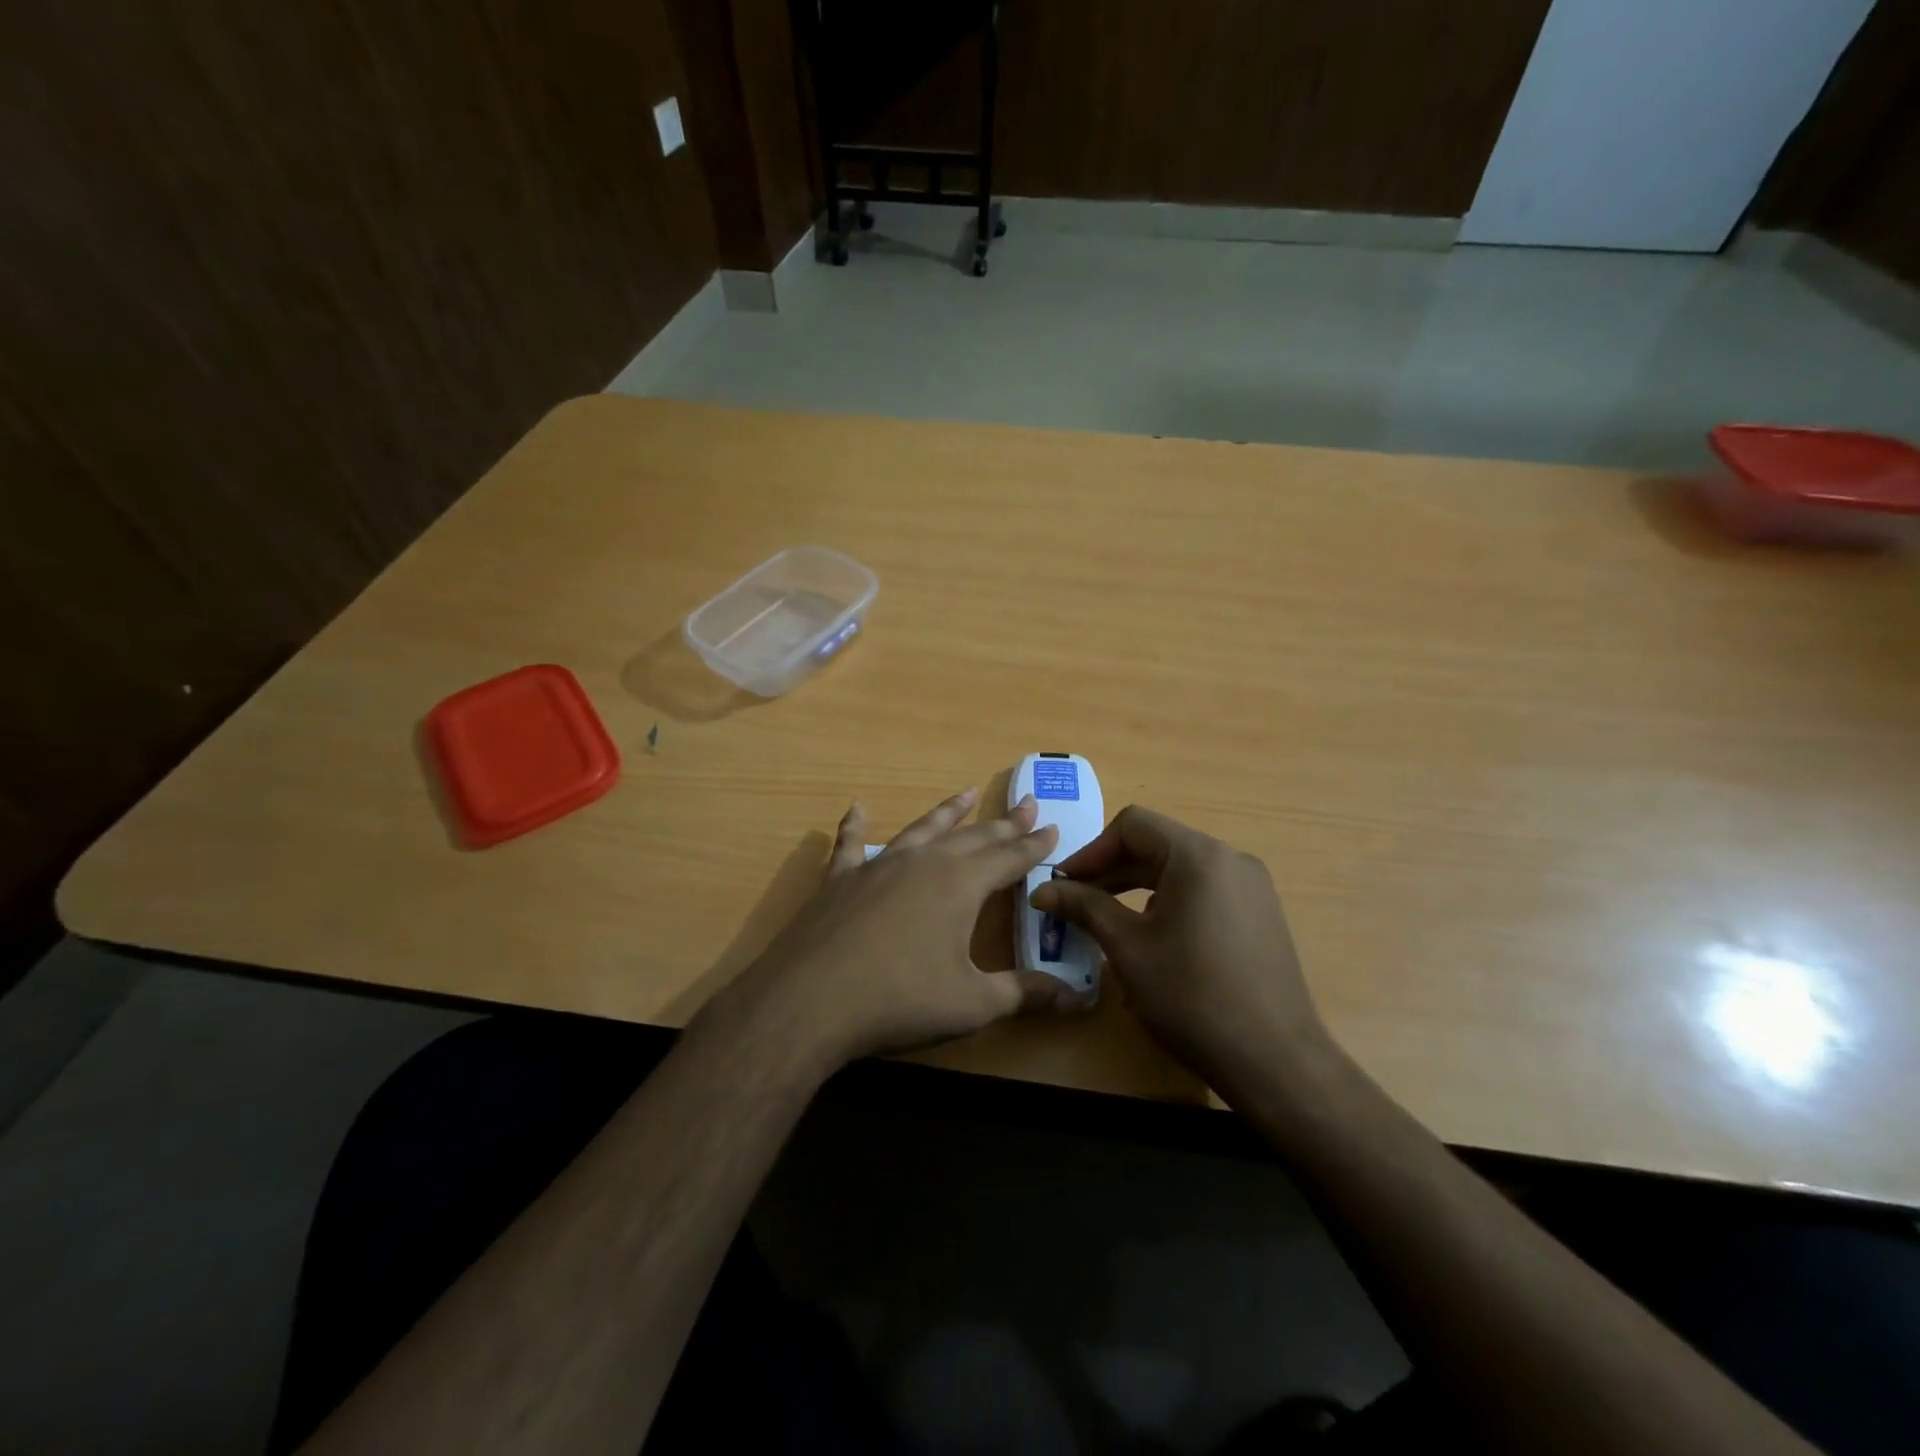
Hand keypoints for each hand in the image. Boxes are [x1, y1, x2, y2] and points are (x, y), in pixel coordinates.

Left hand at [703, 788, 1085, 1072]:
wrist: (810, 1001)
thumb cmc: (900, 1001)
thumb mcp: (972, 1004)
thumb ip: (1024, 994)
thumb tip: (1078, 1001)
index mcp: (962, 885)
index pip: (1009, 858)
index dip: (1034, 845)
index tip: (1053, 827)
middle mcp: (924, 862)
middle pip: (973, 837)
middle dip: (1004, 823)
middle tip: (1027, 803)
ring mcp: (879, 865)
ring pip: (923, 829)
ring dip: (948, 812)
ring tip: (966, 793)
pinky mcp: (841, 879)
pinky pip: (851, 843)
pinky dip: (856, 825)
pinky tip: (858, 807)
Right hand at [1029, 806, 1333, 1098]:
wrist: (1275, 1062)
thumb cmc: (1192, 997)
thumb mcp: (1128, 949)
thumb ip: (1085, 907)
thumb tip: (1043, 890)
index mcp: (1198, 856)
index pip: (1132, 826)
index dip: (1091, 851)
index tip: (1064, 885)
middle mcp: (1230, 859)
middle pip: (1157, 844)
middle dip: (1111, 870)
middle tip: (1076, 903)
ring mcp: (1252, 887)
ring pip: (1180, 869)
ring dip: (1137, 886)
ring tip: (1107, 922)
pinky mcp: (1261, 915)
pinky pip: (1204, 891)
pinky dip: (1169, 902)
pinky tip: (1153, 940)